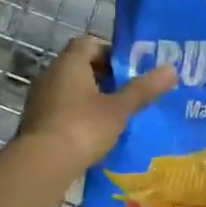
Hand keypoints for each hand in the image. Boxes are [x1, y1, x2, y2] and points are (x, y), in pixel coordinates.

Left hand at [18, 36, 176, 175]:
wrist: (42, 163)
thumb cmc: (83, 127)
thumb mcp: (119, 109)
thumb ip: (143, 89)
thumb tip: (171, 69)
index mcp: (69, 63)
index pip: (89, 43)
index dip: (110, 53)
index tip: (129, 70)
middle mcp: (50, 74)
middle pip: (79, 66)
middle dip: (103, 77)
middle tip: (126, 93)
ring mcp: (39, 98)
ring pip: (69, 88)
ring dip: (89, 97)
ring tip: (113, 114)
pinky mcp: (34, 120)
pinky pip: (60, 108)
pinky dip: (76, 114)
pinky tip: (92, 132)